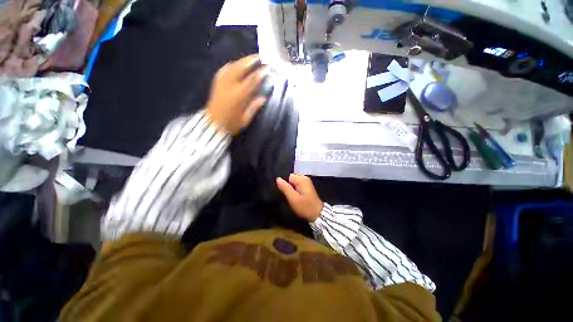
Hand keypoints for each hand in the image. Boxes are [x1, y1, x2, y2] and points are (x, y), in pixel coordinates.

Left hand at [206, 54, 266, 134]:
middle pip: (240, 68)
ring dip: (242, 61)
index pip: (251, 80)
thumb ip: (254, 107)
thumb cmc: (230, 124)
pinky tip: (236, 64)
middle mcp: (229, 85)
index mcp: (237, 96)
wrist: (212, 124)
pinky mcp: (216, 82)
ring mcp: (221, 82)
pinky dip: (232, 65)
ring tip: (250, 59)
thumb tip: (263, 98)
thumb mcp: (245, 119)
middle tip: (260, 57)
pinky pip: (224, 69)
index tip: (267, 67)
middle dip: (251, 61)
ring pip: (232, 66)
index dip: (260, 73)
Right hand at [276, 174, 323, 222]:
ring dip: (291, 190)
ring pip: (293, 183)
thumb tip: (278, 178)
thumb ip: (285, 188)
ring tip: (291, 198)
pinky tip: (295, 198)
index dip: (284, 184)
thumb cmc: (305, 207)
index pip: (288, 176)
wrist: (317, 215)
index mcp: (302, 179)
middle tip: (288, 196)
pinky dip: (294, 191)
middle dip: (288, 187)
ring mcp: (306, 183)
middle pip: (291, 179)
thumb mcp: (293, 198)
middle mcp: (304, 178)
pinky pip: (297, 186)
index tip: (284, 193)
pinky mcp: (306, 188)